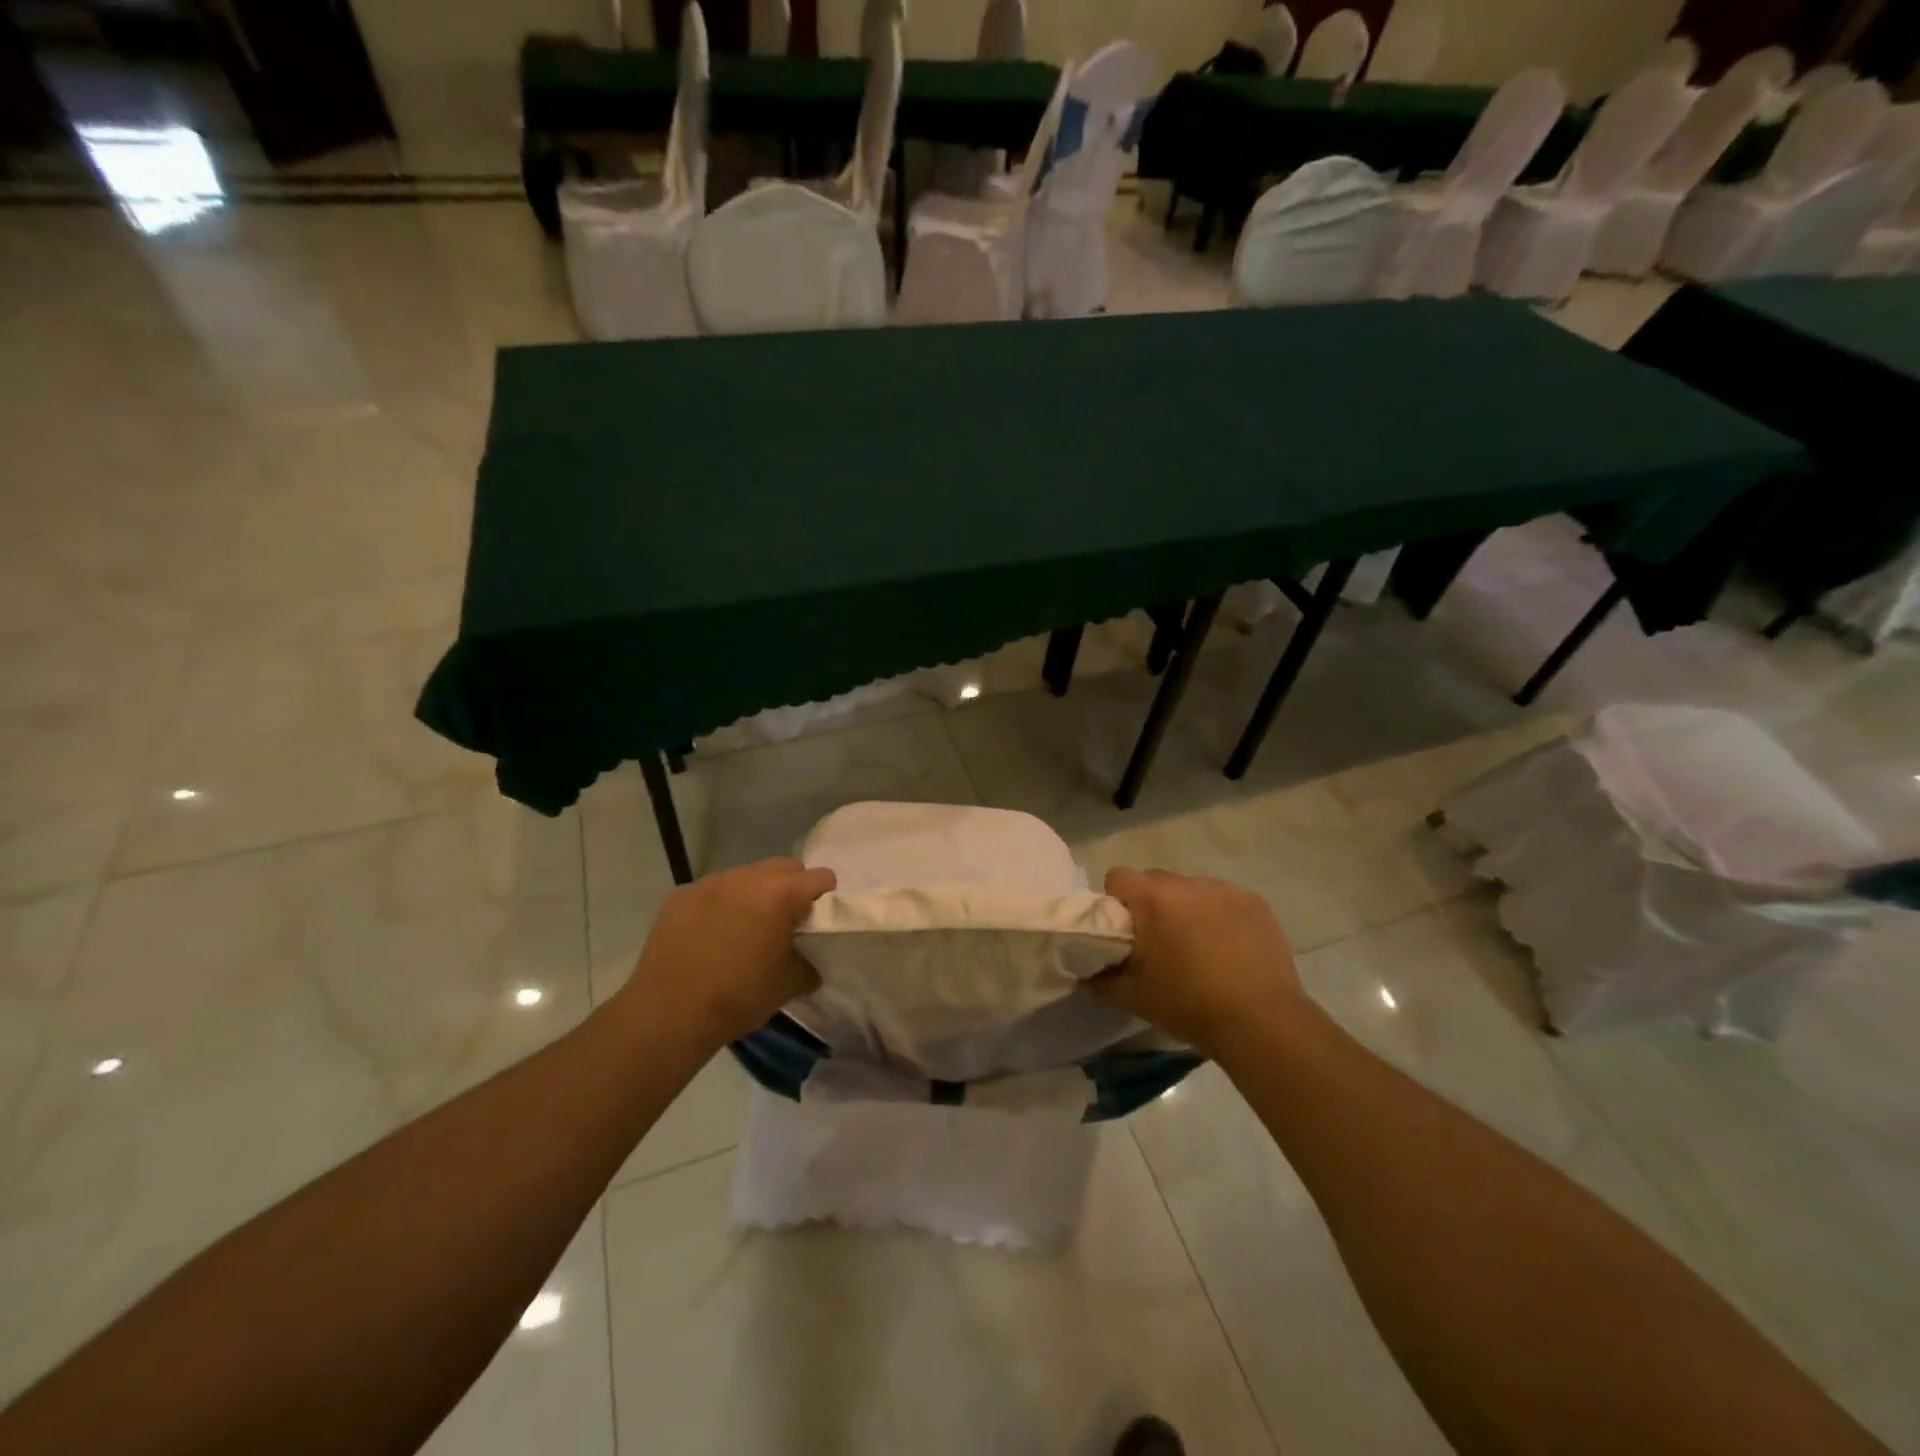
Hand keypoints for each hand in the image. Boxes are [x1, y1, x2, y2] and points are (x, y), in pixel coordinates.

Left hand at [616, 858, 835, 1047]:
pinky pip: (711, 891)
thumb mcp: (788, 985)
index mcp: (780, 894)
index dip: (825, 893)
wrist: (669, 1012)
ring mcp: (710, 883)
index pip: (819, 876)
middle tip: (785, 919)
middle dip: (791, 887)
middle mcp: (747, 878)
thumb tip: (809, 962)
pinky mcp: (680, 895)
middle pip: (783, 867)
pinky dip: (719, 904)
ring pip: (745, 876)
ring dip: (754, 893)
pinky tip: (710, 934)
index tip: (819, 914)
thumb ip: (808, 964)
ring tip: (745, 926)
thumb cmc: (739, 996)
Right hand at [1091, 867, 1308, 1057]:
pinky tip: (1231, 950)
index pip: (1118, 877)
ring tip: (1200, 950)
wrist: (1261, 1022)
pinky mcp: (1255, 903)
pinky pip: (1224, 901)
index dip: (1116, 902)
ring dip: (1187, 910)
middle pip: (1156, 881)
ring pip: (1192, 890)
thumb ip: (1100, 977)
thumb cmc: (1188, 1005)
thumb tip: (1085, 968)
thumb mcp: (1132, 997)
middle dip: (1152, 906)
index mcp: (1152, 898)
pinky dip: (1221, 917)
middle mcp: (1186, 883)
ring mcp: (1224, 890)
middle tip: (1160, 945)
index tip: (1125, 933)